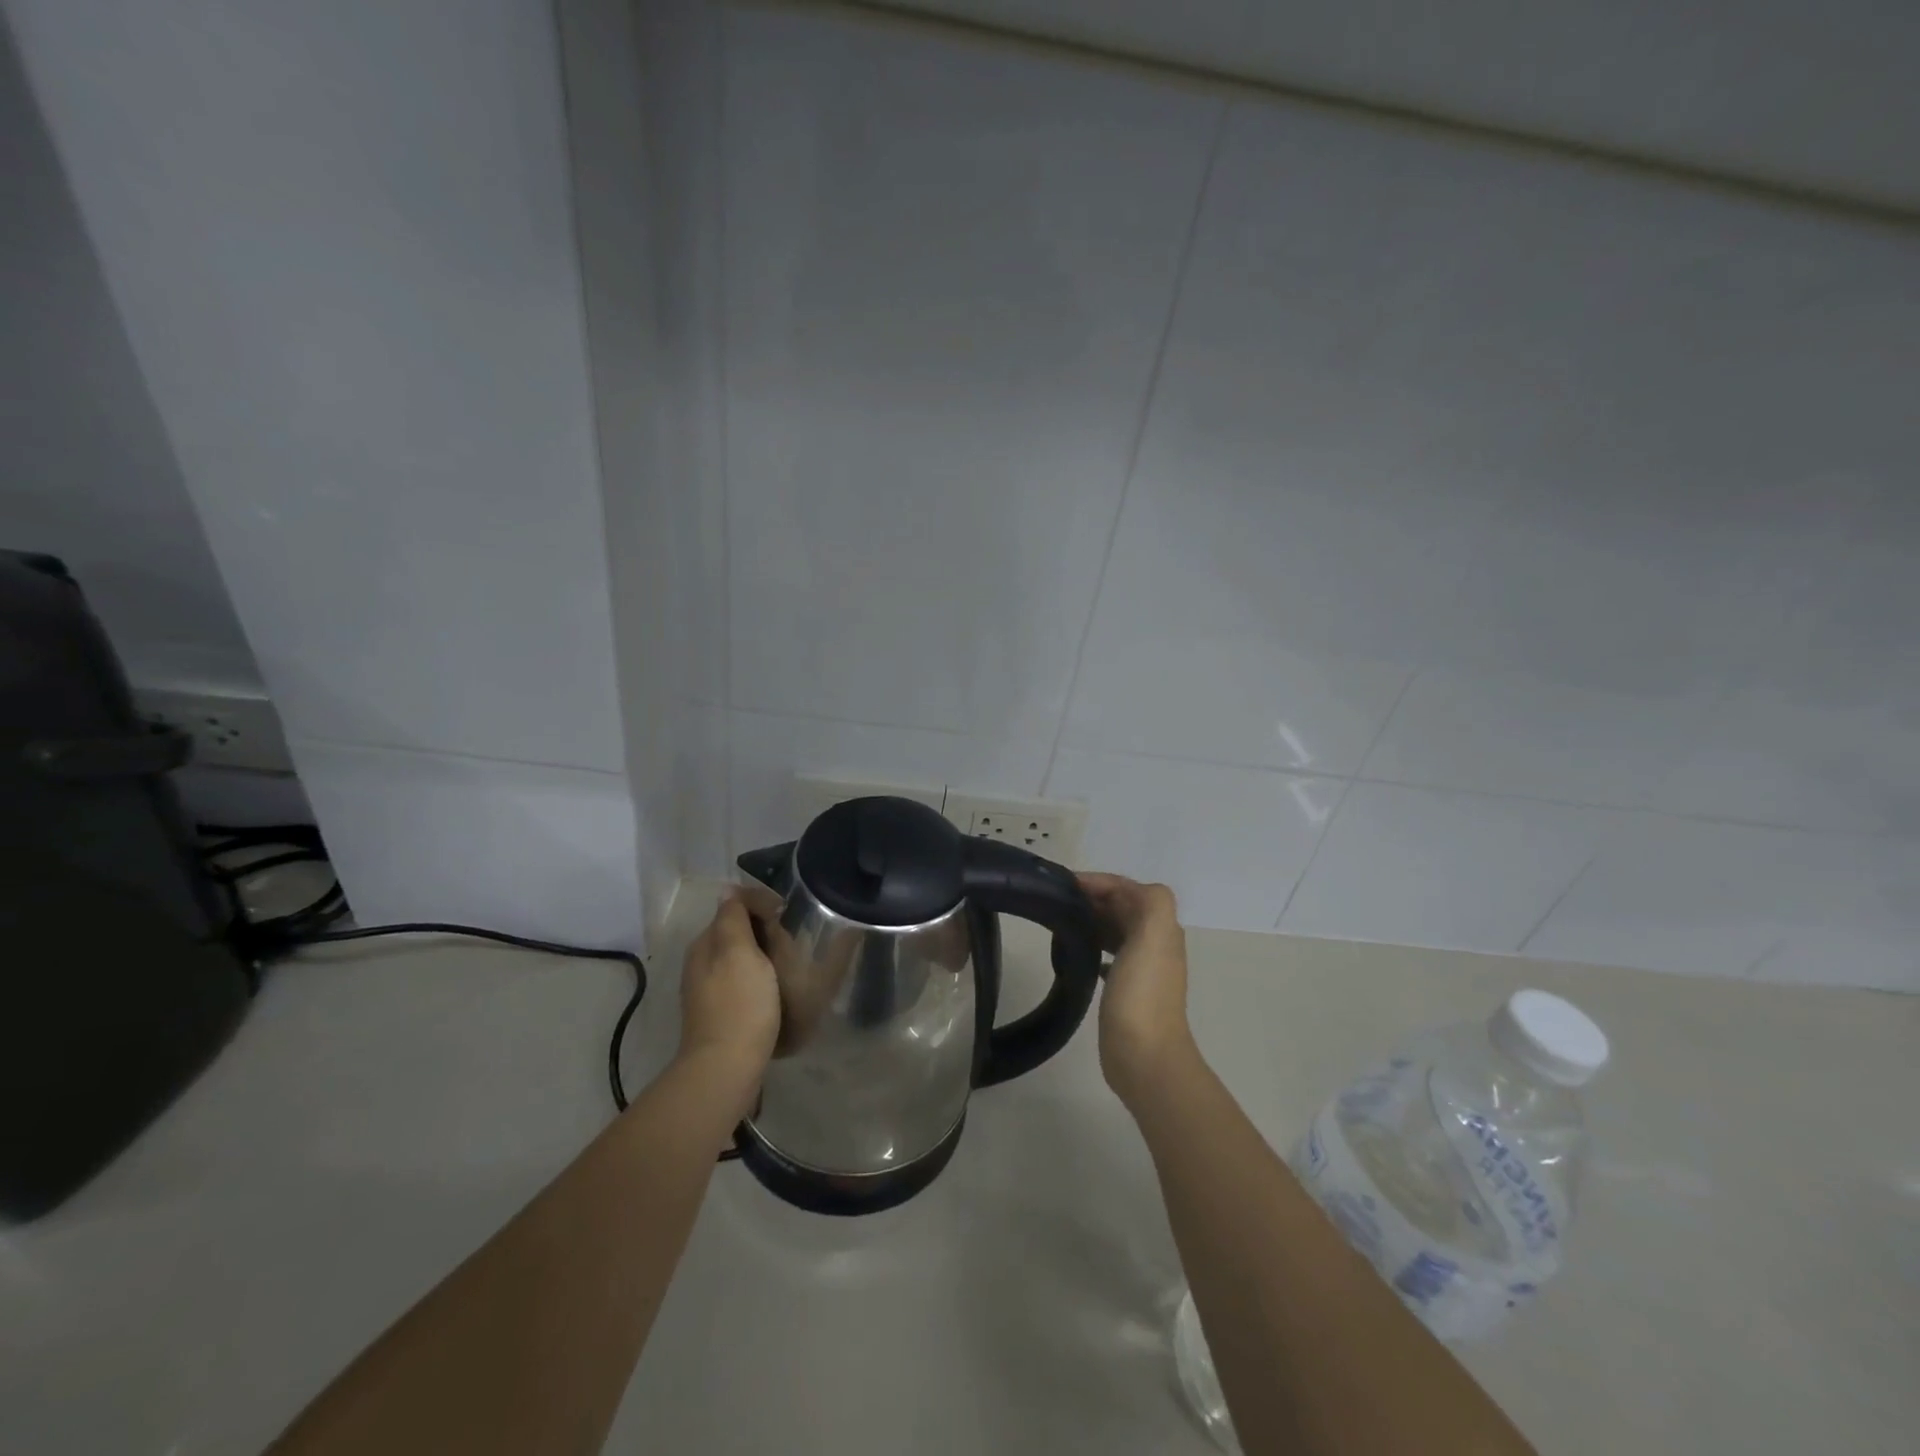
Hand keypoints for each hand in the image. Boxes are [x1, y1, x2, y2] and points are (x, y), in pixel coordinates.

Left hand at [677, 895, 780, 1114]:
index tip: (790, 913)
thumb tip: (729, 890)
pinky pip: (745, 982)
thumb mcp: (738, 951)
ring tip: (792, 962)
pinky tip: (778, 989)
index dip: (762, 904)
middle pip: (738, 933)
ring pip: (742, 959)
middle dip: (766, 930)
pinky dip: (762, 978)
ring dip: (766, 955)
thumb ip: (733, 918)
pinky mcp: (722, 1014)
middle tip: (795, 939)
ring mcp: (710, 992)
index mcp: (705, 945)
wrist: (727, 1068)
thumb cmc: (739, 1004)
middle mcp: (702, 964)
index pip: (733, 907)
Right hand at [1080, 873, 1198, 1110]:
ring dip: (1092, 920)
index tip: (1063, 884)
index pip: (1128, 889)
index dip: (1098, 881)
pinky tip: (1075, 954)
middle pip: (1121, 907)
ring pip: (1114, 930)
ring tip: (1060, 922)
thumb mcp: (1152, 937)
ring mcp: (1141, 968)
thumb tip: (1124, 890)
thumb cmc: (1142, 995)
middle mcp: (1154, 944)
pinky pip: (1109, 956)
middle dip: (1092, 897)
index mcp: (1160, 928)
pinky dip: (1093, 947)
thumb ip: (1149, 903)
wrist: (1145, 1057)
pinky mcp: (1126, 990)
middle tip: (1056, 900)